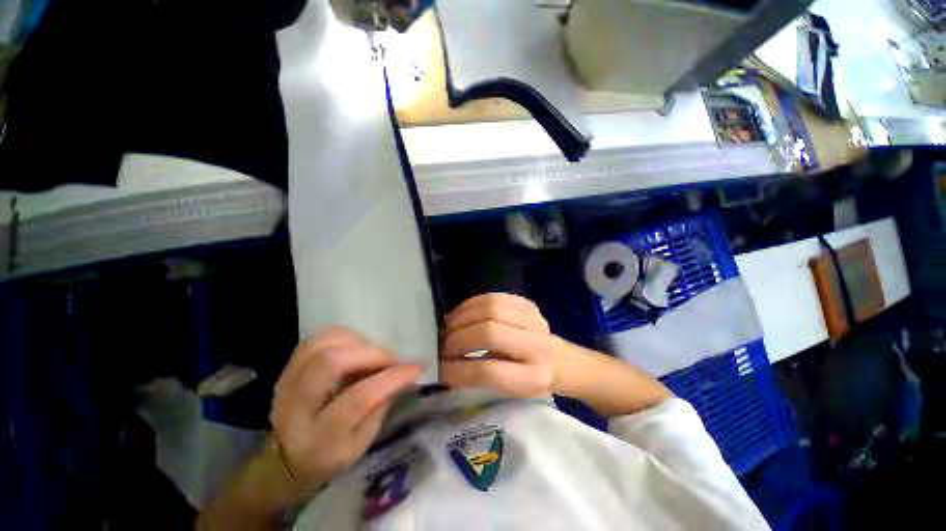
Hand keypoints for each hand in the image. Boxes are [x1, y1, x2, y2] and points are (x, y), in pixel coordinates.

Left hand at [270, 327, 421, 490]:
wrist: (283, 457)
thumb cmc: (329, 455)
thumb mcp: (360, 444)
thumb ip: (380, 407)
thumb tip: (403, 373)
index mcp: (319, 437)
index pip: (358, 399)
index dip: (391, 378)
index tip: (416, 367)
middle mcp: (296, 406)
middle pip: (332, 362)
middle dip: (372, 354)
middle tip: (391, 360)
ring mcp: (287, 382)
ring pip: (323, 344)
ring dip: (357, 342)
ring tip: (373, 354)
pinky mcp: (287, 368)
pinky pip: (317, 338)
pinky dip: (343, 337)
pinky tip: (356, 348)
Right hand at [440, 293, 559, 397]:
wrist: (558, 360)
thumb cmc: (528, 379)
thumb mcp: (507, 389)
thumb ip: (477, 376)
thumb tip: (443, 364)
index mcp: (532, 378)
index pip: (488, 371)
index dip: (458, 369)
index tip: (440, 367)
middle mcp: (537, 346)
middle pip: (489, 333)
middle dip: (459, 338)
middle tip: (444, 344)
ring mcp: (534, 320)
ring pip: (490, 309)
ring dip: (463, 316)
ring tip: (450, 326)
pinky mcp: (528, 304)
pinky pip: (494, 297)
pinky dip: (472, 304)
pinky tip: (462, 313)